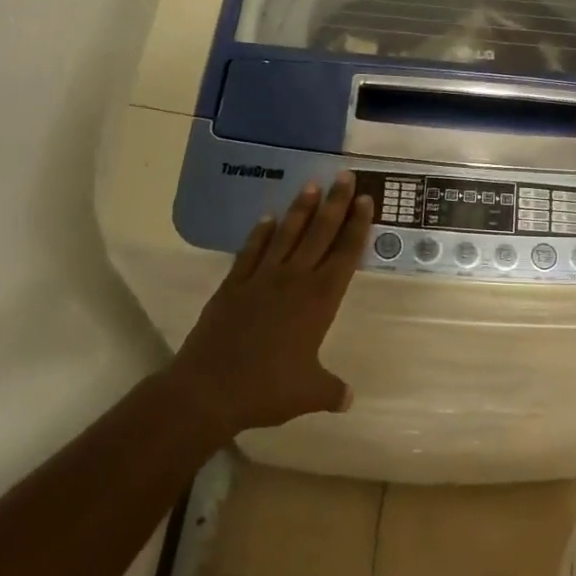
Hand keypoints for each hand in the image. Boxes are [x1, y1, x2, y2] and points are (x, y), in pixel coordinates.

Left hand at [170, 173, 373, 437]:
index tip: (364, 199)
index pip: (345, 255)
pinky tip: (267, 218)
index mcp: (319, 300)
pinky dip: (260, 234)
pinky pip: (251, 252)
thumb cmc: (267, 389)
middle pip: (320, 234)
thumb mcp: (309, 393)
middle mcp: (294, 280)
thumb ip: (332, 391)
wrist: (210, 389)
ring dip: (300, 210)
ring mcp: (261, 279)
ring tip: (312, 186)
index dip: (357, 226)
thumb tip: (348, 399)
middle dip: (335, 204)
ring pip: (286, 235)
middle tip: (344, 176)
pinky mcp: (233, 285)